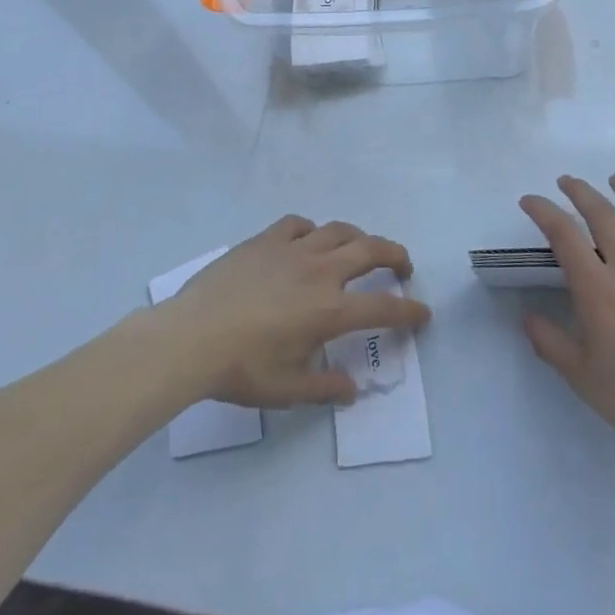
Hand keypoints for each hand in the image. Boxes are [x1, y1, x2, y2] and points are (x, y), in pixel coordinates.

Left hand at [160, 216, 430, 408]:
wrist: (191, 337)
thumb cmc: (241, 369)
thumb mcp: (287, 390)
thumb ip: (325, 390)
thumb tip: (353, 389)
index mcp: (330, 311)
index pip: (383, 308)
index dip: (409, 311)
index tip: (423, 314)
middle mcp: (320, 272)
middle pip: (371, 250)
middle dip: (395, 255)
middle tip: (403, 266)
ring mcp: (292, 250)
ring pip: (338, 230)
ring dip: (358, 237)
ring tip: (361, 247)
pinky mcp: (265, 240)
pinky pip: (298, 224)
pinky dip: (312, 230)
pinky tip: (308, 240)